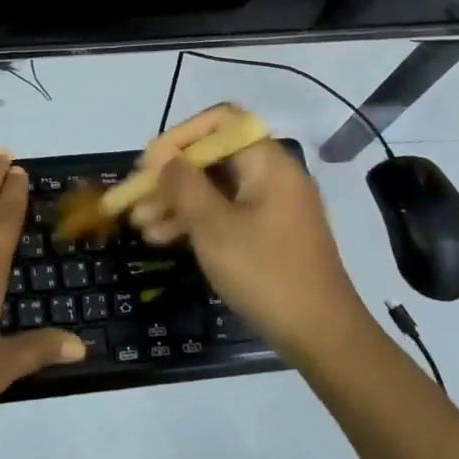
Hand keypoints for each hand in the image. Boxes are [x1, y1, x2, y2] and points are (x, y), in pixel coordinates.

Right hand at [131, 104, 369, 366]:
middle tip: (135, 198)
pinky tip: (164, 239)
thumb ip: (184, 185)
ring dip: (177, 202)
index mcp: (267, 162)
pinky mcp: (270, 235)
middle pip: (214, 157)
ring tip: (140, 225)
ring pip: (216, 189)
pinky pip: (227, 213)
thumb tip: (164, 159)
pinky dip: (197, 221)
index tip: (150, 162)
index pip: (221, 121)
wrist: (323, 337)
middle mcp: (273, 175)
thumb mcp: (214, 227)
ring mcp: (273, 206)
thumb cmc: (265, 272)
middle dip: (171, 176)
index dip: (181, 135)